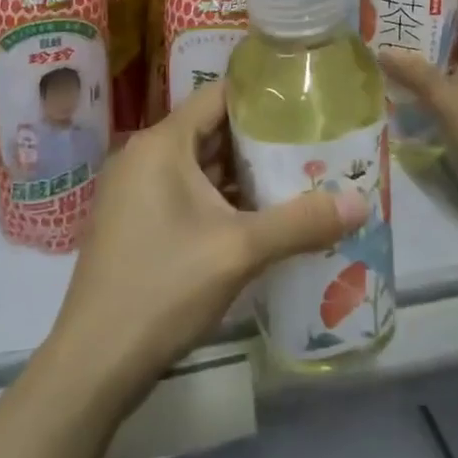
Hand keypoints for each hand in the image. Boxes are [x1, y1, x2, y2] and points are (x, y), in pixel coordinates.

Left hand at [48, 81, 369, 404]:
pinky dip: (221, 199)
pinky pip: (186, 194)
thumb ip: (301, 222)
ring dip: (242, 174)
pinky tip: (260, 218)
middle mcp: (144, 156)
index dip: (262, 95)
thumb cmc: (164, 287)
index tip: (305, 100)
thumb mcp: (240, 251)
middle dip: (260, 139)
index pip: (218, 95)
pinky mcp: (136, 223)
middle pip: (211, 130)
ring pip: (199, 166)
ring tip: (297, 176)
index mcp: (162, 143)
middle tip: (312, 142)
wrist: (95, 362)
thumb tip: (363, 203)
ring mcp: (136, 191)